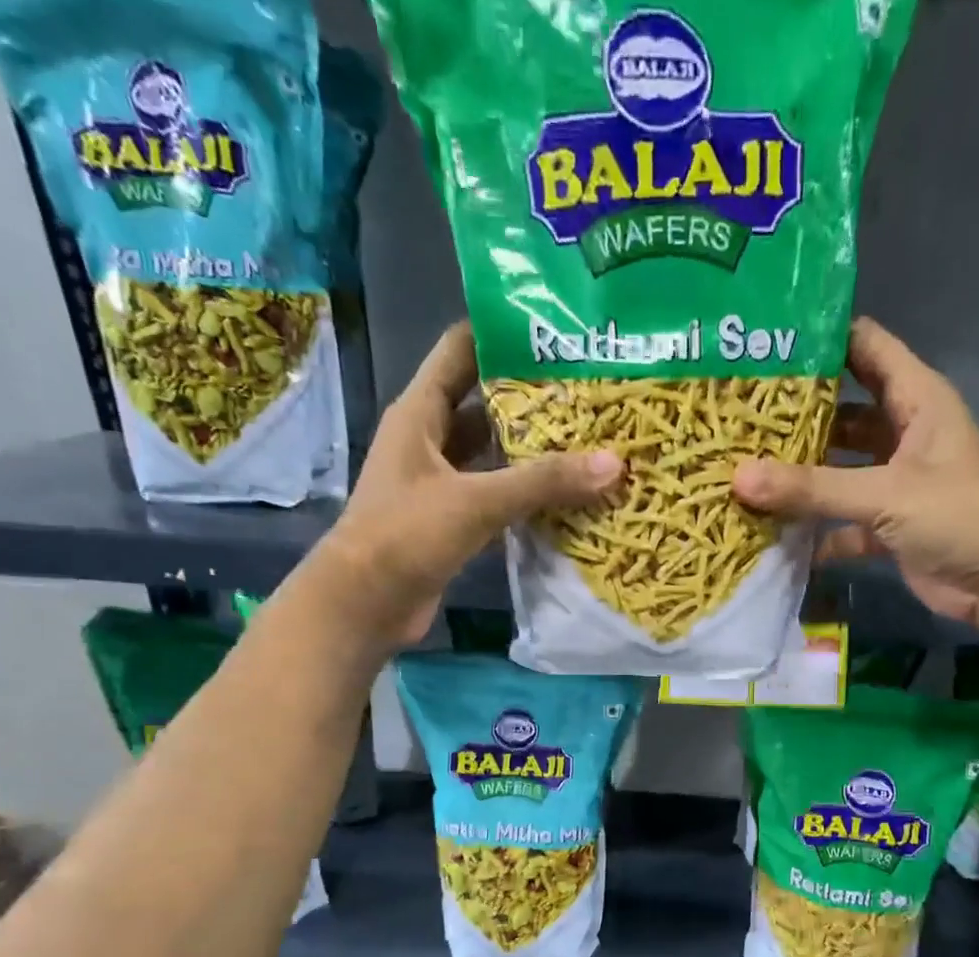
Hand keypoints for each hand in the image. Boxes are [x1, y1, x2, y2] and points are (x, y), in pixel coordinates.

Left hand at [318, 322, 621, 646]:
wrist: (365, 605)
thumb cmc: (406, 535)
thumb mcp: (476, 501)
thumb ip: (543, 482)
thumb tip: (613, 463)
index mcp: (420, 413)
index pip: (460, 351)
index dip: (502, 334)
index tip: (557, 329)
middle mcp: (429, 441)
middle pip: (484, 403)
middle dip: (532, 397)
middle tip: (590, 388)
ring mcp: (440, 483)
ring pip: (493, 454)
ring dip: (533, 450)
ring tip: (590, 437)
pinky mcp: (452, 521)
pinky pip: (496, 496)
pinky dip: (526, 495)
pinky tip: (568, 494)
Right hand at [732, 317, 978, 631]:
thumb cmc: (959, 515)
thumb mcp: (885, 493)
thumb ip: (814, 488)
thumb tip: (739, 478)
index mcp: (916, 399)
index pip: (865, 347)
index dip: (821, 338)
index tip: (765, 341)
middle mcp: (903, 433)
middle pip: (842, 412)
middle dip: (796, 415)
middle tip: (737, 413)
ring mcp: (895, 482)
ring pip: (838, 469)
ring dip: (800, 476)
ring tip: (742, 468)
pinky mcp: (888, 526)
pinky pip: (841, 520)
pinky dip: (814, 529)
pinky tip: (772, 530)